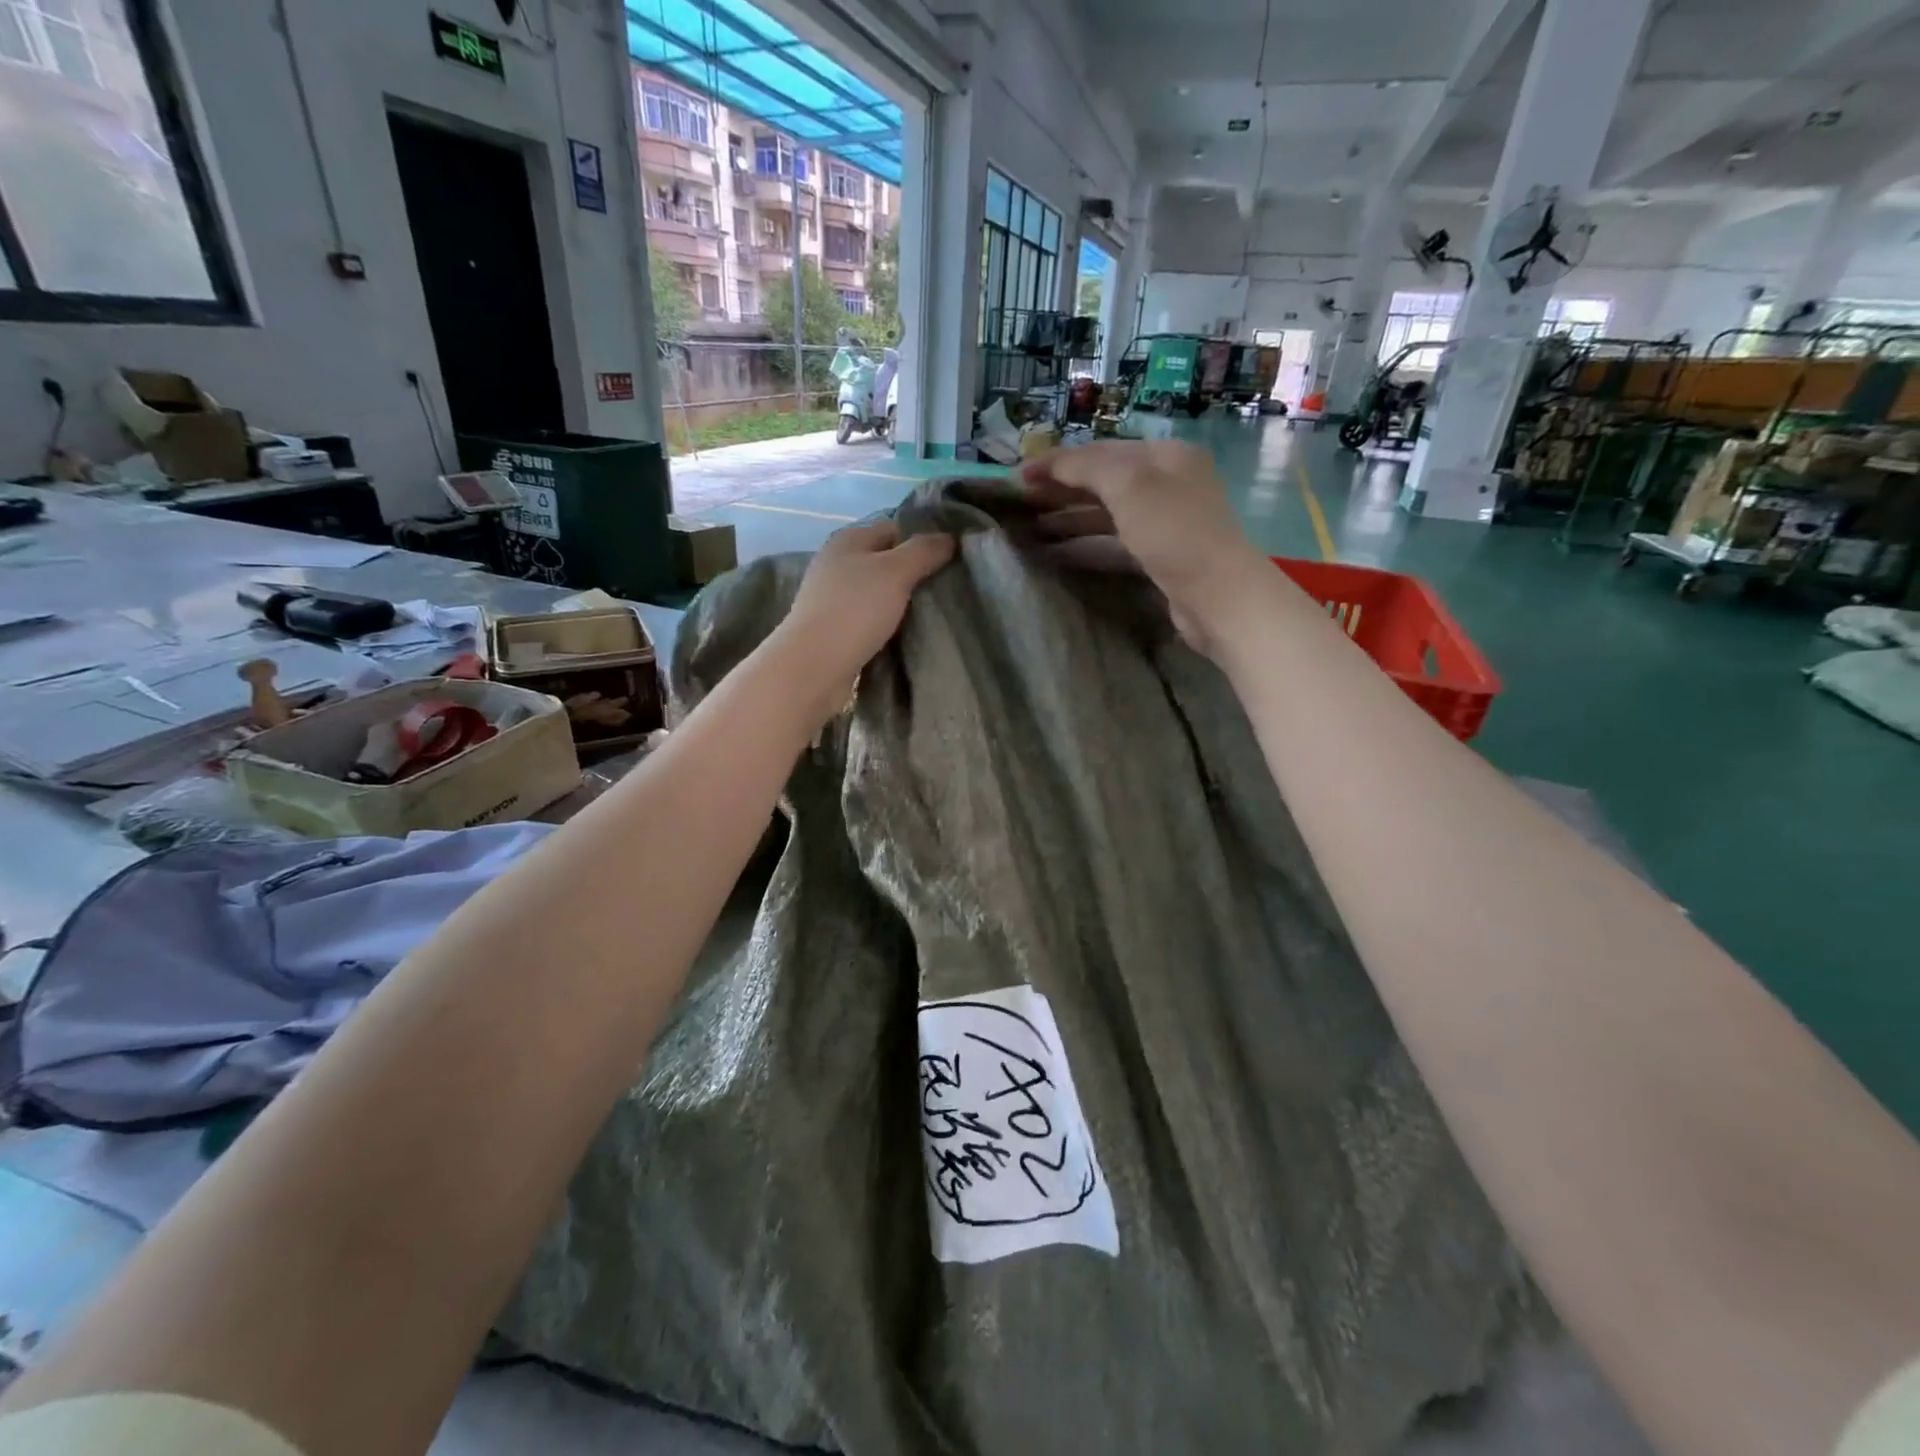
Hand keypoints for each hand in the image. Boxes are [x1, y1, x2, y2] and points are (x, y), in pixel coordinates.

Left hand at [772, 519, 954, 712]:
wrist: (814, 666)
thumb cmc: (855, 610)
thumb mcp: (895, 572)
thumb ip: (924, 551)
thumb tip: (949, 537)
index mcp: (849, 540)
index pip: (894, 528)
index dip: (923, 539)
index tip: (952, 559)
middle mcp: (838, 563)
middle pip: (886, 561)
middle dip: (915, 573)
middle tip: (948, 588)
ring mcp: (834, 598)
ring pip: (879, 592)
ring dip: (903, 601)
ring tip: (933, 613)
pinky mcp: (835, 628)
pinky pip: (870, 618)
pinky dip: (888, 623)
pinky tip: (907, 634)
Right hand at [1020, 440, 1272, 655]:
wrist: (1217, 596)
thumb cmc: (1174, 532)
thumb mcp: (1129, 486)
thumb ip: (1087, 468)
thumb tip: (1051, 464)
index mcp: (1165, 456)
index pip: (1102, 451)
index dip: (1058, 461)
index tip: (1018, 475)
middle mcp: (1166, 484)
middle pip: (1103, 482)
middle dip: (1061, 490)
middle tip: (1019, 503)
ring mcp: (1164, 523)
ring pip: (1106, 515)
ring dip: (1068, 520)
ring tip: (1030, 530)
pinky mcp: (1159, 558)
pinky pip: (1113, 544)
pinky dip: (1084, 545)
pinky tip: (1056, 553)